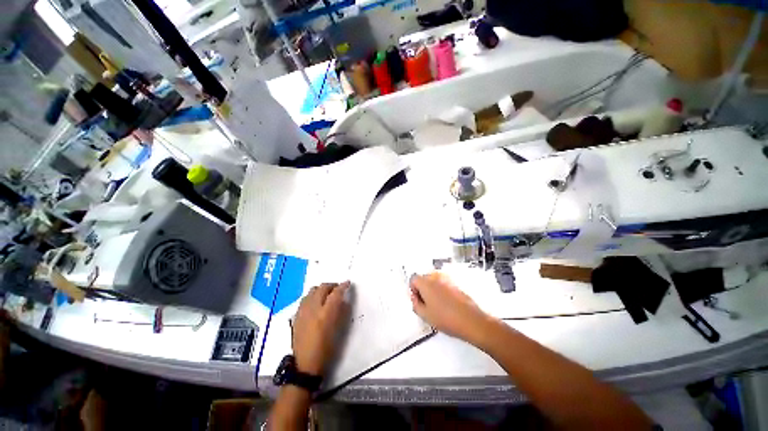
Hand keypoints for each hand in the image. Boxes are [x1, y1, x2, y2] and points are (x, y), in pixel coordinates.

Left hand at [292, 282, 349, 375]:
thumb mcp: (338, 330)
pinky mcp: (296, 315)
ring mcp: (303, 311)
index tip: (347, 283)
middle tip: (337, 289)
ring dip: (321, 289)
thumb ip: (341, 312)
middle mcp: (313, 308)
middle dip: (332, 285)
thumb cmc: (326, 349)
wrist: (305, 364)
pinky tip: (316, 302)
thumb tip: (343, 300)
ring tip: (326, 295)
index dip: (343, 286)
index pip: (336, 293)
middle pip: (323, 287)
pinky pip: (305, 298)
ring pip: (312, 290)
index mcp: (326, 314)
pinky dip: (312, 296)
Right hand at [410, 273, 493, 343]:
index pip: (413, 279)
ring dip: (432, 289)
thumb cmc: (447, 318)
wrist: (471, 320)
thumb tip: (415, 298)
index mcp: (426, 282)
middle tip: (426, 303)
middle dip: (422, 288)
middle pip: (423, 278)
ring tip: (436, 304)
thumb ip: (415, 304)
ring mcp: (447, 279)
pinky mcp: (455, 283)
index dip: (413, 289)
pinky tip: (446, 304)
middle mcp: (436, 277)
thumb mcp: (425, 315)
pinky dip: (441, 290)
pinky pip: (443, 283)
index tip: (417, 299)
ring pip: (434, 280)